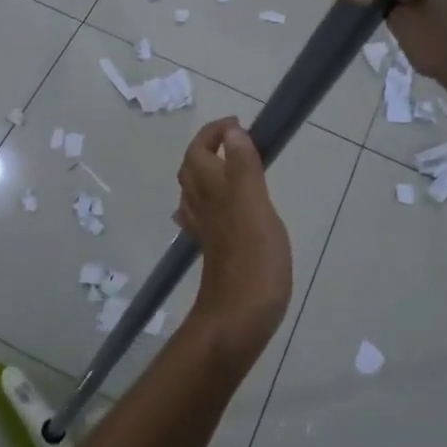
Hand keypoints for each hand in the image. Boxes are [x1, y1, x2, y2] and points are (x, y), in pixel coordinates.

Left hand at [174, 117, 291, 363]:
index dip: (213, 134)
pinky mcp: (215, 253)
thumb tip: (232, 133)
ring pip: (194, 193)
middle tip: (236, 141)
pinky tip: (217, 211)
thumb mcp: (255, 208)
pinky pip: (203, 218)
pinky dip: (209, 203)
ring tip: (230, 167)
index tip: (238, 125)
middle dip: (206, 149)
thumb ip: (244, 169)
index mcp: (213, 192)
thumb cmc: (252, 261)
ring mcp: (206, 232)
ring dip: (206, 173)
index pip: (199, 152)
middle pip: (191, 170)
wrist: (237, 321)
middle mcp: (203, 208)